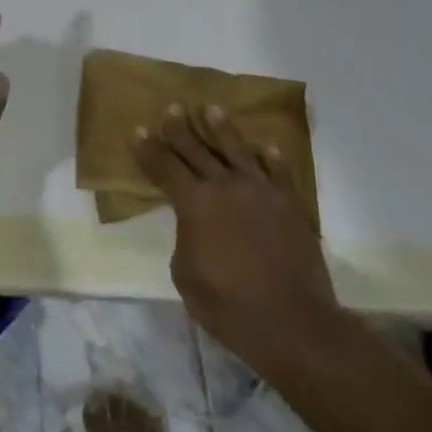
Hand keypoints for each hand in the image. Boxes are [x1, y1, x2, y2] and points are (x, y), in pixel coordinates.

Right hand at [134, 105, 337, 378]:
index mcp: (194, 203)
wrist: (292, 323)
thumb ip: (184, 240)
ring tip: (212, 109)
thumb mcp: (185, 276)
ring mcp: (260, 190)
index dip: (149, 149)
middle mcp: (225, 185)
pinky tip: (265, 147)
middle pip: (197, 148)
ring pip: (236, 149)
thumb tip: (193, 226)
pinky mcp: (290, 202)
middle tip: (172, 108)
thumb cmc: (229, 306)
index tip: (138, 130)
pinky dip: (270, 157)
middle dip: (180, 128)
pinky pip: (278, 170)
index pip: (164, 167)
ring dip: (221, 128)